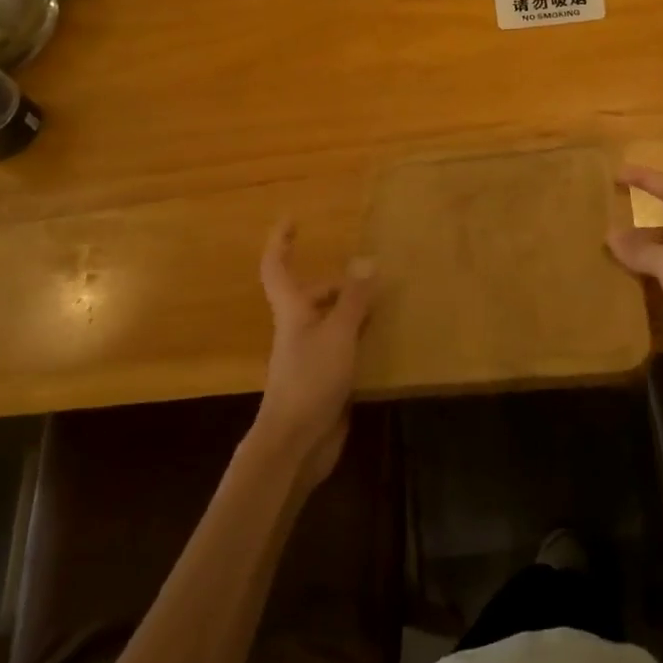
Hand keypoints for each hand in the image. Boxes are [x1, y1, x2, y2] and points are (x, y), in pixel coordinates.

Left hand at [254, 219, 375, 487]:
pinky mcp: (324, 379)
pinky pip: (342, 346)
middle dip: (337, 283)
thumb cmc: (311, 380)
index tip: (292, 219)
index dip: (281, 242)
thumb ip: (354, 299)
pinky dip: (359, 337)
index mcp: (293, 312)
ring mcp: (309, 356)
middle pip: (312, 295)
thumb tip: (366, 260)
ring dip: (352, 310)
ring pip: (330, 321)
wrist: (294, 444)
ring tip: (384, 304)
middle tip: (370, 279)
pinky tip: (382, 342)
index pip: (278, 269)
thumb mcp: (338, 333)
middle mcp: (298, 329)